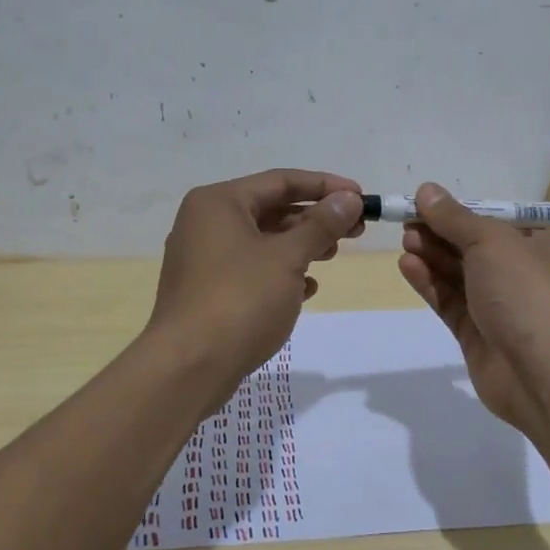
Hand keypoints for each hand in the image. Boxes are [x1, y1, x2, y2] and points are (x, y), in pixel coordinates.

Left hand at [148, 169, 364, 394]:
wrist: (188, 368)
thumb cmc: (240, 300)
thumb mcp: (288, 258)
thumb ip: (321, 225)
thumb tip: (349, 199)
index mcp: (219, 202)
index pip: (281, 181)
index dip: (326, 186)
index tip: (361, 197)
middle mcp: (206, 222)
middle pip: (272, 208)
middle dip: (315, 218)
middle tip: (356, 230)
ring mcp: (203, 258)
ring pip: (262, 240)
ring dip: (301, 244)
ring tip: (334, 255)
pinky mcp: (207, 290)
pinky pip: (251, 268)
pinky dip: (280, 272)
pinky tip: (307, 287)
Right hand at [396, 183, 549, 430]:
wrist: (544, 374)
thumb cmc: (527, 290)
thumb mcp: (491, 241)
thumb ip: (455, 218)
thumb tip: (427, 190)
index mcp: (545, 244)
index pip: (500, 220)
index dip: (464, 211)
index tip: (428, 202)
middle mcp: (526, 273)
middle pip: (476, 246)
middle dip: (442, 233)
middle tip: (408, 222)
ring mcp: (503, 307)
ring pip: (461, 275)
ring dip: (433, 255)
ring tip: (405, 240)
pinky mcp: (480, 335)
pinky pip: (451, 302)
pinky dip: (431, 283)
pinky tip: (407, 266)